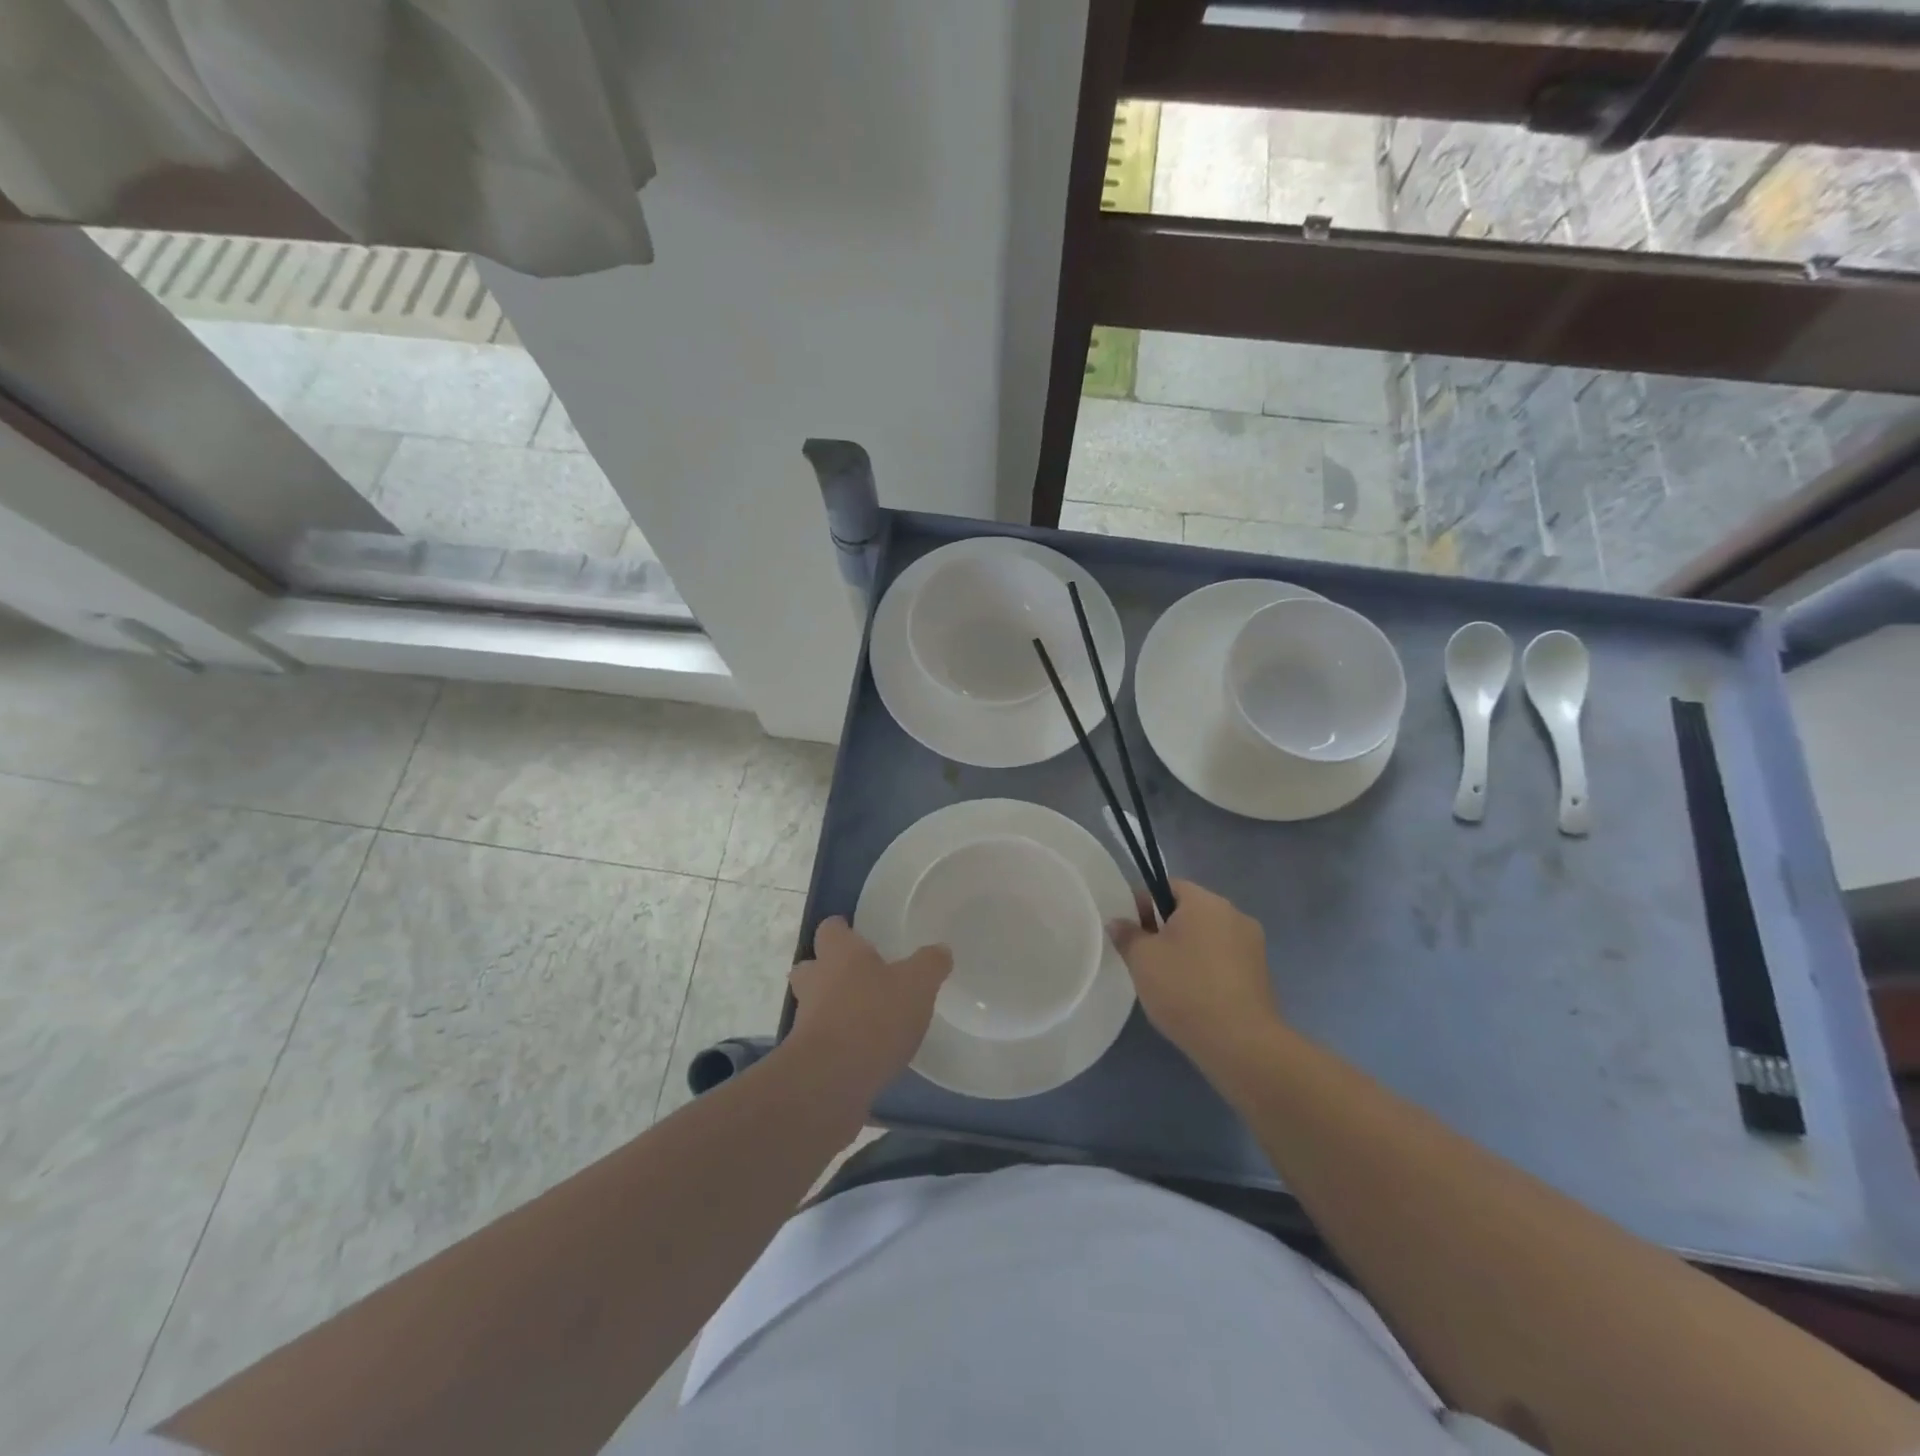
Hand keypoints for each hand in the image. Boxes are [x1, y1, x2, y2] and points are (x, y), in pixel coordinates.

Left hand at [788, 917, 952, 1095]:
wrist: (831, 1081)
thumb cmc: (874, 1017)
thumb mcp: (917, 984)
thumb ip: (930, 964)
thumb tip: (941, 950)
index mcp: (839, 953)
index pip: (831, 929)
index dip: (843, 930)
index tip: (857, 934)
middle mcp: (816, 981)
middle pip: (812, 966)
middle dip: (829, 969)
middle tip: (859, 976)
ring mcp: (806, 1020)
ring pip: (815, 1004)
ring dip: (833, 1008)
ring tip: (867, 1017)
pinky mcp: (807, 1058)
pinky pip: (823, 1040)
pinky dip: (839, 1042)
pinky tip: (865, 1052)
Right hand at [1108, 879, 1279, 1069]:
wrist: (1241, 1044)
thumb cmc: (1185, 989)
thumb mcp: (1142, 960)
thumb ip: (1127, 935)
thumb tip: (1119, 922)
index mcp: (1205, 901)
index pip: (1168, 886)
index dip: (1144, 904)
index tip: (1131, 931)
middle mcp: (1234, 914)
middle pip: (1190, 911)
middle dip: (1166, 928)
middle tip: (1145, 958)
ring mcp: (1253, 945)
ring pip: (1209, 936)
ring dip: (1188, 950)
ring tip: (1169, 981)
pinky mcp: (1262, 974)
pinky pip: (1225, 959)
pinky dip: (1208, 969)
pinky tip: (1194, 996)